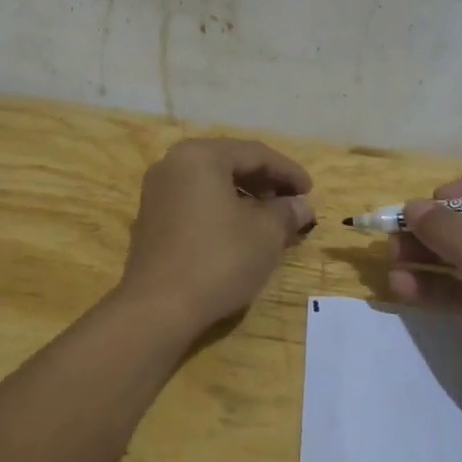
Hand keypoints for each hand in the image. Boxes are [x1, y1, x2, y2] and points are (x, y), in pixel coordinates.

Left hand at [116, 138, 315, 338]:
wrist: (158, 308)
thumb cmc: (218, 259)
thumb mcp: (265, 234)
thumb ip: (287, 212)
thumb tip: (301, 206)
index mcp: (200, 156)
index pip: (255, 153)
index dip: (288, 172)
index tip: (310, 192)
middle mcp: (173, 164)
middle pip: (230, 164)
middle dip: (265, 184)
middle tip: (292, 205)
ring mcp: (157, 193)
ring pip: (211, 185)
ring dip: (245, 199)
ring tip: (271, 222)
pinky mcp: (151, 221)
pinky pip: (195, 204)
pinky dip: (222, 211)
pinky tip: (240, 234)